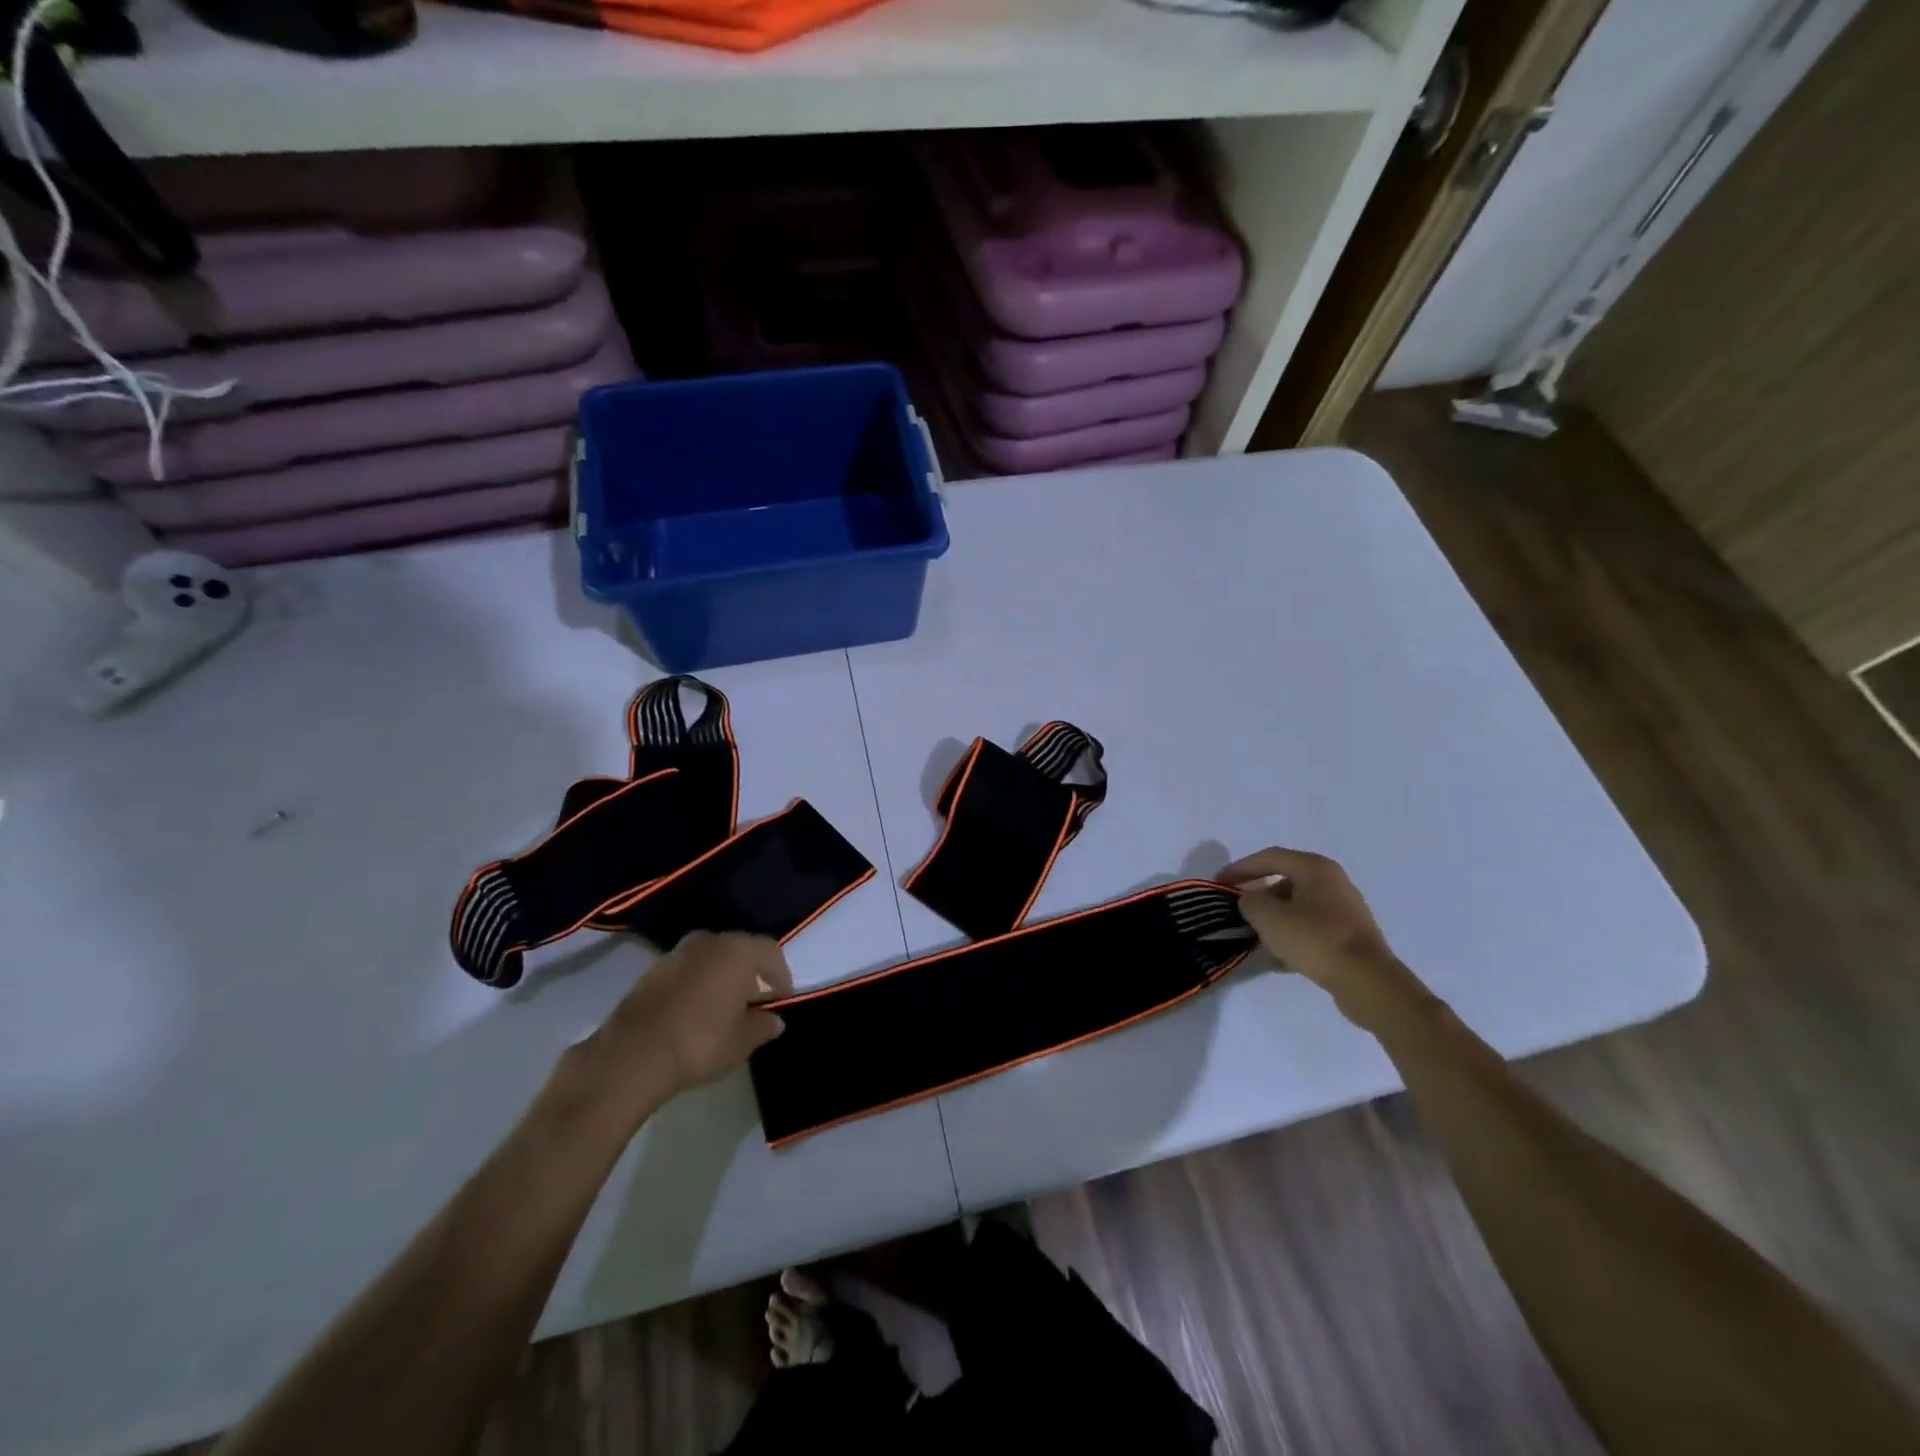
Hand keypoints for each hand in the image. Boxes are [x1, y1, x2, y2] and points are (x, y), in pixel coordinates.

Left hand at [567, 932, 793, 1126]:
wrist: (632, 1055)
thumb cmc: (700, 1043)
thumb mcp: (742, 1041)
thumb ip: (763, 1026)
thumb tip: (774, 1020)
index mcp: (736, 951)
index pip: (770, 951)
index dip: (780, 974)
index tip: (781, 998)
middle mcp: (708, 942)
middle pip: (739, 949)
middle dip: (751, 972)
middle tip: (755, 1001)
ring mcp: (676, 954)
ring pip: (711, 958)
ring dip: (722, 976)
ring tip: (724, 1007)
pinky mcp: (652, 971)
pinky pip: (687, 970)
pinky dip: (698, 983)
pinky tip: (696, 1011)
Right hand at [1219, 847, 1399, 993]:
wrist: (1367, 981)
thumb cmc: (1314, 939)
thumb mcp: (1268, 917)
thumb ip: (1249, 901)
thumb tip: (1250, 901)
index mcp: (1315, 868)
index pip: (1269, 857)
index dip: (1240, 868)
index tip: (1219, 883)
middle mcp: (1333, 881)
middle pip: (1285, 880)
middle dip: (1258, 894)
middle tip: (1237, 908)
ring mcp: (1345, 909)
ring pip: (1298, 906)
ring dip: (1274, 917)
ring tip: (1255, 934)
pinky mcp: (1350, 935)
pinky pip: (1312, 927)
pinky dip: (1292, 934)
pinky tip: (1280, 956)